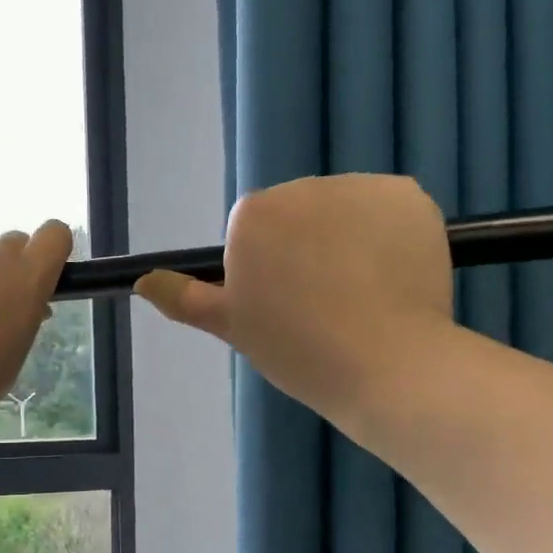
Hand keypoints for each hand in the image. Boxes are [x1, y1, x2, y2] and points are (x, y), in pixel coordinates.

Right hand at [136, 174, 453, 430]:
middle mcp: (303, 187)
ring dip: (349, 237)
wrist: (386, 365)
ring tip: (363, 293)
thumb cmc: (297, 350)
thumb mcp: (232, 327)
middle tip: (324, 303)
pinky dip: (389, 234)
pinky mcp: (408, 194)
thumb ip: (185, 298)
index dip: (270, 268)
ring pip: (345, 209)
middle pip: (300, 213)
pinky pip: (388, 209)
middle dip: (308, 246)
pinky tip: (393, 275)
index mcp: (253, 215)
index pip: (255, 231)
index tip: (286, 305)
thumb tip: (143, 281)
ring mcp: (360, 187)